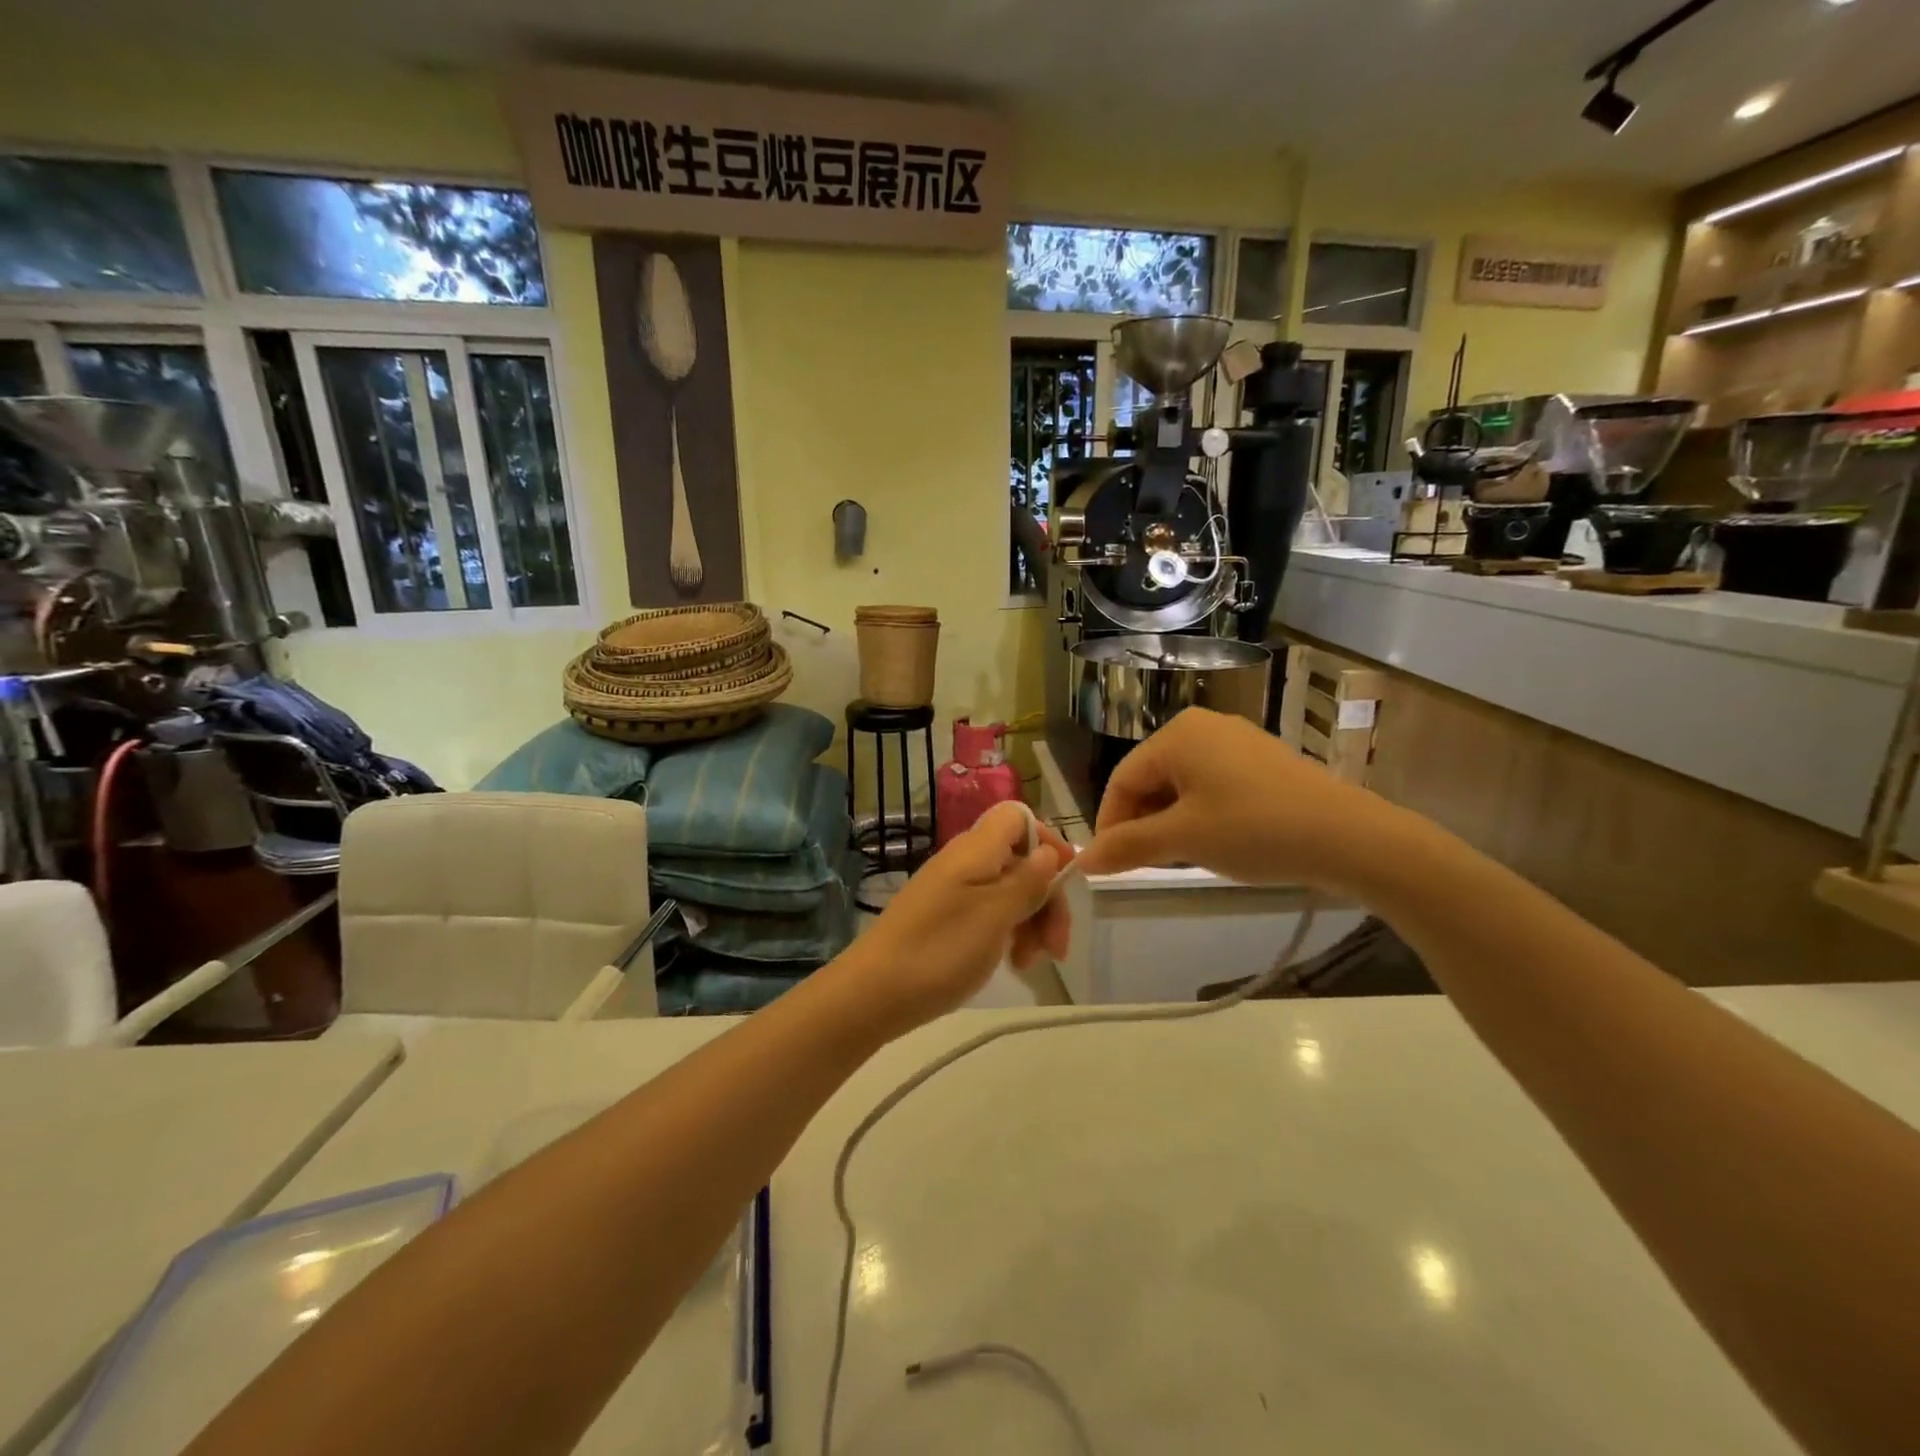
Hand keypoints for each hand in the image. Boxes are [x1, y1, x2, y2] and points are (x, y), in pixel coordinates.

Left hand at [848, 801, 1072, 1032]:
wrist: (873, 993)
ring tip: (1031, 963)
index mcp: (976, 849)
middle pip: (1021, 859)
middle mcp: (965, 861)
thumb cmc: (940, 949)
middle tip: (1057, 946)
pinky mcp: (946, 917)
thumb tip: (1050, 850)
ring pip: (1009, 891)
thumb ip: (1028, 879)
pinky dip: (1008, 933)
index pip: (1020, 817)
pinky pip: (989, 912)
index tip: (1066, 881)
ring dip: (1031, 921)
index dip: (1048, 841)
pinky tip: (1012, 963)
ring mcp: (954, 890)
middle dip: (1047, 897)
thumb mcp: (996, 914)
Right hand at [1076, 707, 1400, 891]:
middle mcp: (1202, 727)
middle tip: (1144, 866)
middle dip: (1141, 824)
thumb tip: (1083, 860)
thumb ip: (1127, 846)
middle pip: (1150, 779)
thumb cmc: (1254, 830)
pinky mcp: (1261, 761)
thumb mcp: (1183, 839)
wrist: (1349, 837)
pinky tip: (1214, 843)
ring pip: (1181, 785)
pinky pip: (1211, 785)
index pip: (1122, 780)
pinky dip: (1200, 815)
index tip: (1109, 865)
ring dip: (1169, 823)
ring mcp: (1236, 741)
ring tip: (1180, 859)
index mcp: (1177, 734)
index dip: (1109, 824)